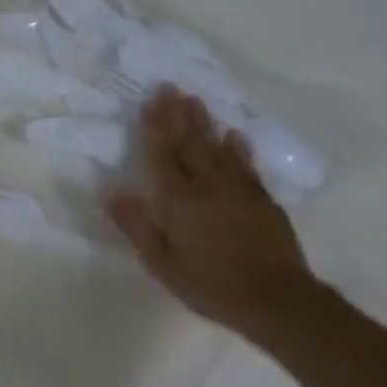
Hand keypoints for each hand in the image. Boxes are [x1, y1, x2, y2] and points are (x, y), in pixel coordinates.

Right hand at [105, 89, 316, 341]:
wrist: (276, 299)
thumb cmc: (210, 284)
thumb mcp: (161, 263)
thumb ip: (136, 225)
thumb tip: (110, 191)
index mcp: (180, 201)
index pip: (162, 156)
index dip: (154, 128)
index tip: (149, 100)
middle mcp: (209, 186)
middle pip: (191, 144)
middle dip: (178, 115)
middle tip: (170, 87)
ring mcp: (240, 190)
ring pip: (218, 148)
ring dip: (205, 123)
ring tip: (195, 100)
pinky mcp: (262, 200)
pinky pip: (246, 164)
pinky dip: (238, 147)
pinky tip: (234, 135)